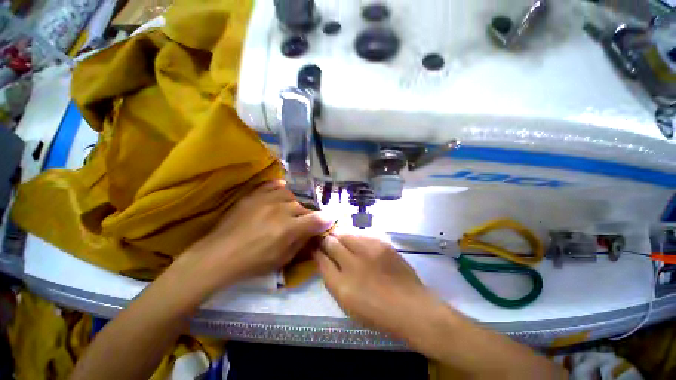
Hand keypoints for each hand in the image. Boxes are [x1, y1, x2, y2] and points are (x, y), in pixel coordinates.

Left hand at [175, 180, 331, 297]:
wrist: (219, 255)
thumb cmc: (253, 262)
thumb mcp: (282, 259)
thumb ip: (302, 242)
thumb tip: (316, 231)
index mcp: (288, 228)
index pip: (316, 219)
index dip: (327, 219)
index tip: (331, 219)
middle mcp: (280, 210)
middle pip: (304, 206)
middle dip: (309, 214)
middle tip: (306, 221)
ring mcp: (266, 199)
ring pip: (291, 194)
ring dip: (296, 202)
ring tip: (293, 209)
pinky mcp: (254, 195)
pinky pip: (273, 185)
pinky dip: (281, 188)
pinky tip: (284, 191)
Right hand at [314, 234, 439, 337]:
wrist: (412, 307)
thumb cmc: (377, 313)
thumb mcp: (347, 303)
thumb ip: (332, 280)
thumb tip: (324, 260)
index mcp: (342, 285)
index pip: (321, 259)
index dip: (316, 250)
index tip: (314, 246)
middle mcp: (353, 264)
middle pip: (331, 242)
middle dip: (325, 239)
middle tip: (325, 239)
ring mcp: (369, 251)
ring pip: (345, 233)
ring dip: (339, 234)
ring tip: (340, 237)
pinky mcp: (382, 244)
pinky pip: (361, 233)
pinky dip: (354, 235)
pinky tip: (356, 239)